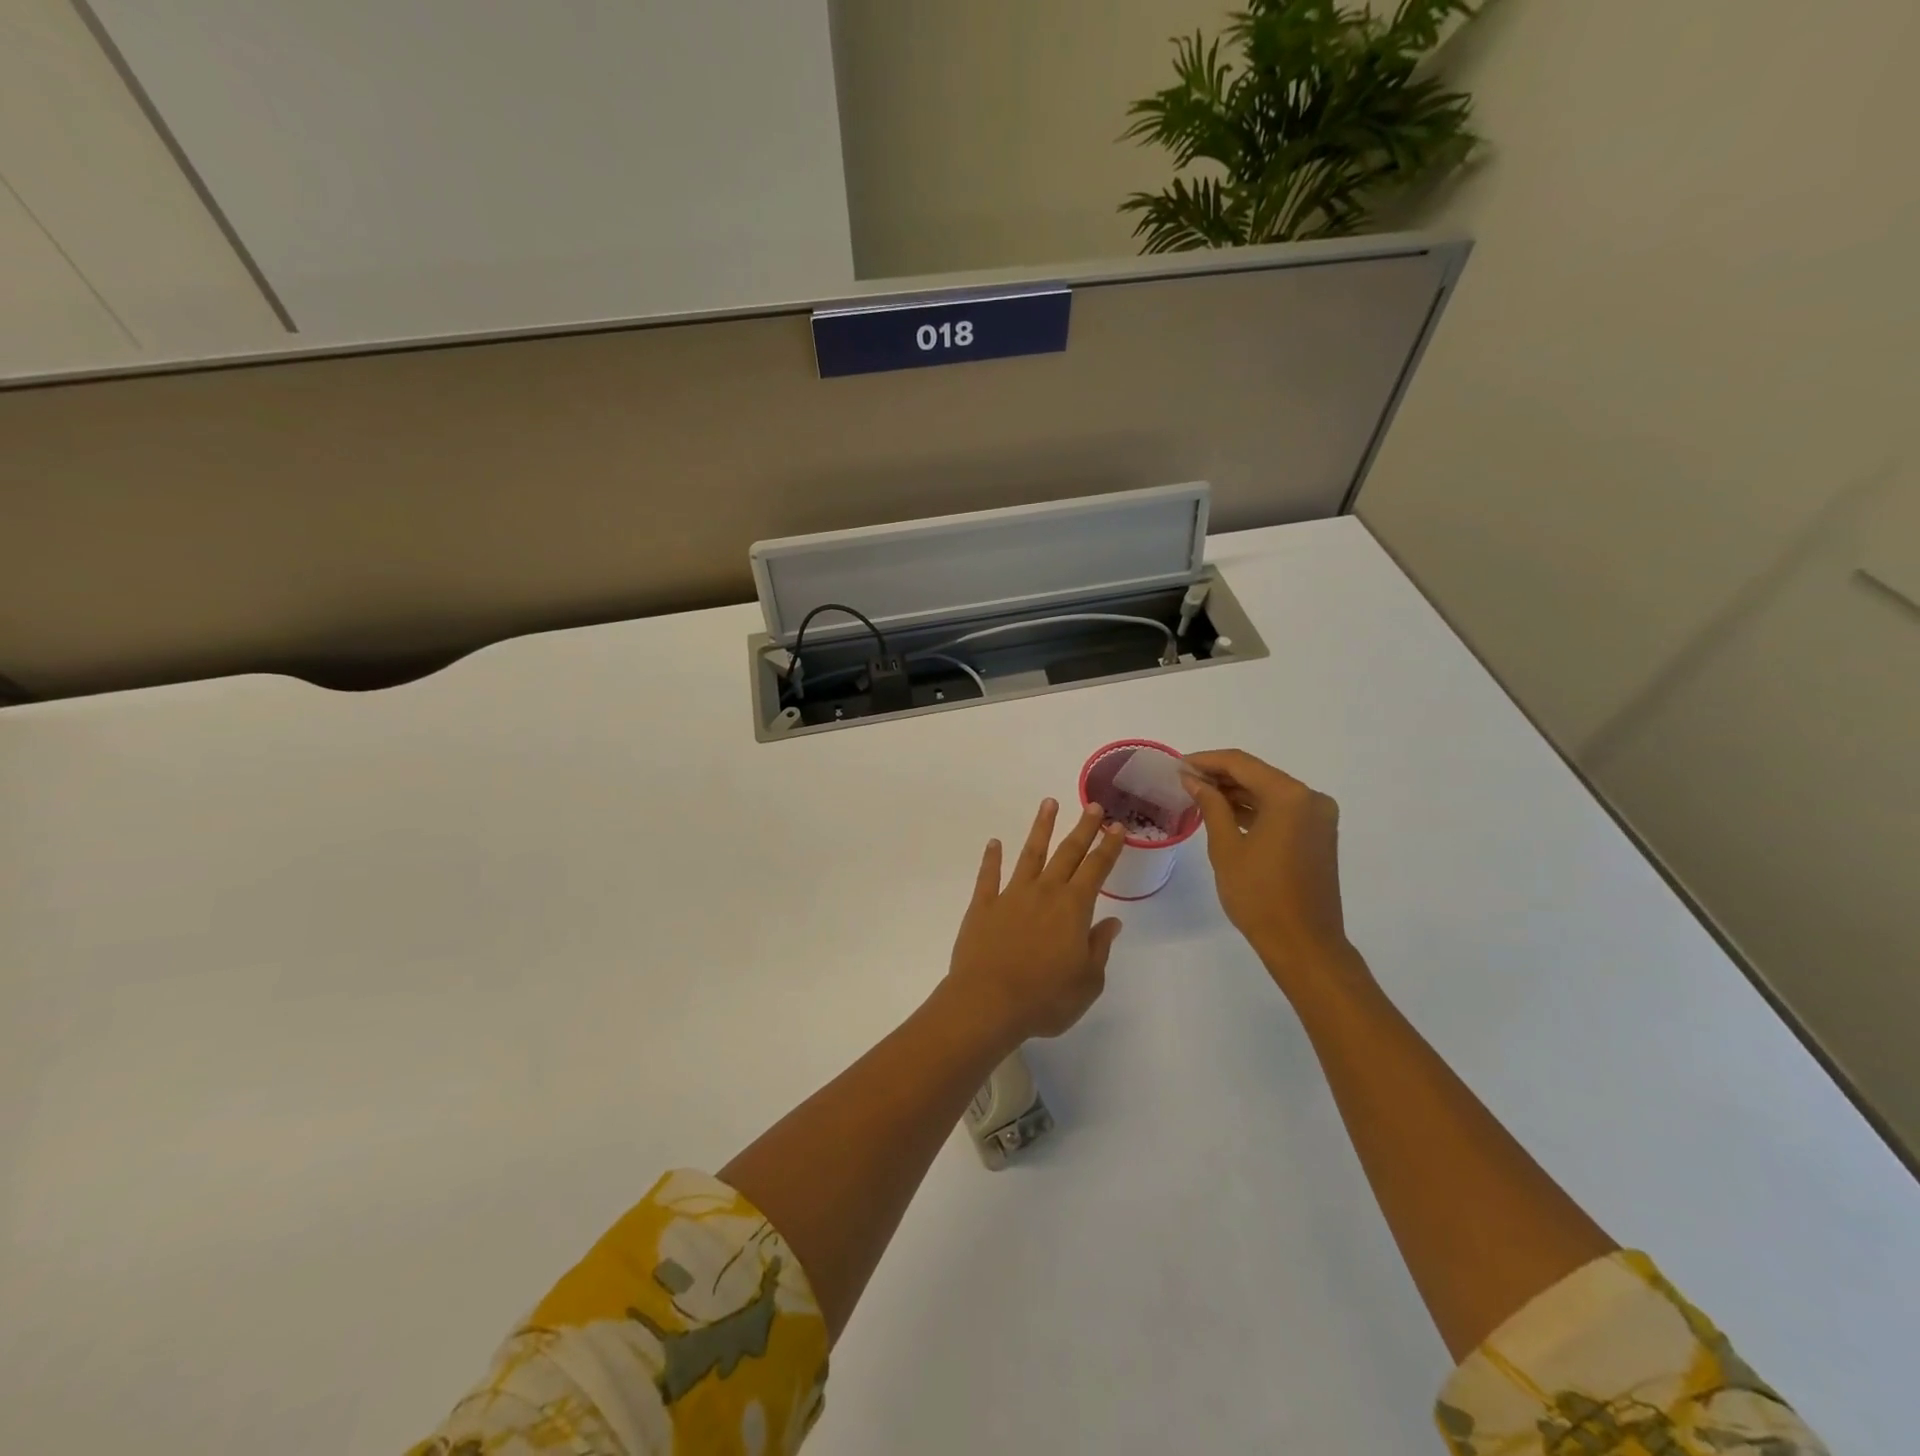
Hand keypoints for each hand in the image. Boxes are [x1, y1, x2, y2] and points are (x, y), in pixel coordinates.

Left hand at [945, 799, 1126, 1044]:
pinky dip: (991, 858)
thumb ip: (1099, 948)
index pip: (1096, 869)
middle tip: (1092, 806)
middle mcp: (1044, 892)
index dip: (1108, 847)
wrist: (988, 1002)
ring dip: (1040, 828)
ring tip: (1048, 803)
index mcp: (1073, 908)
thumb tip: (1111, 923)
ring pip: (1030, 854)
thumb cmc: (1046, 998)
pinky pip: (988, 876)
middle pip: (1067, 853)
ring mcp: (1011, 896)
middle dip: (1082, 828)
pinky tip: (994, 843)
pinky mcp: (982, 906)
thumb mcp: (1087, 982)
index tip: (1116, 827)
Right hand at [1183, 750, 1364, 995]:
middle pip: (1258, 774)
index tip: (1177, 765)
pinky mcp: (1318, 835)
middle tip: (1184, 780)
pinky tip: (1225, 813)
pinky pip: (1281, 810)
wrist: (1303, 944)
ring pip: (1269, 792)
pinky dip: (1254, 809)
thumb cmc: (1259, 895)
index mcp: (1290, 796)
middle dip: (1220, 775)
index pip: (1241, 764)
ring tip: (1198, 795)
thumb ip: (1210, 805)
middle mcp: (1311, 798)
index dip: (1206, 761)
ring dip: (1236, 792)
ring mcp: (1318, 817)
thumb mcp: (1226, 847)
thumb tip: (1193, 779)